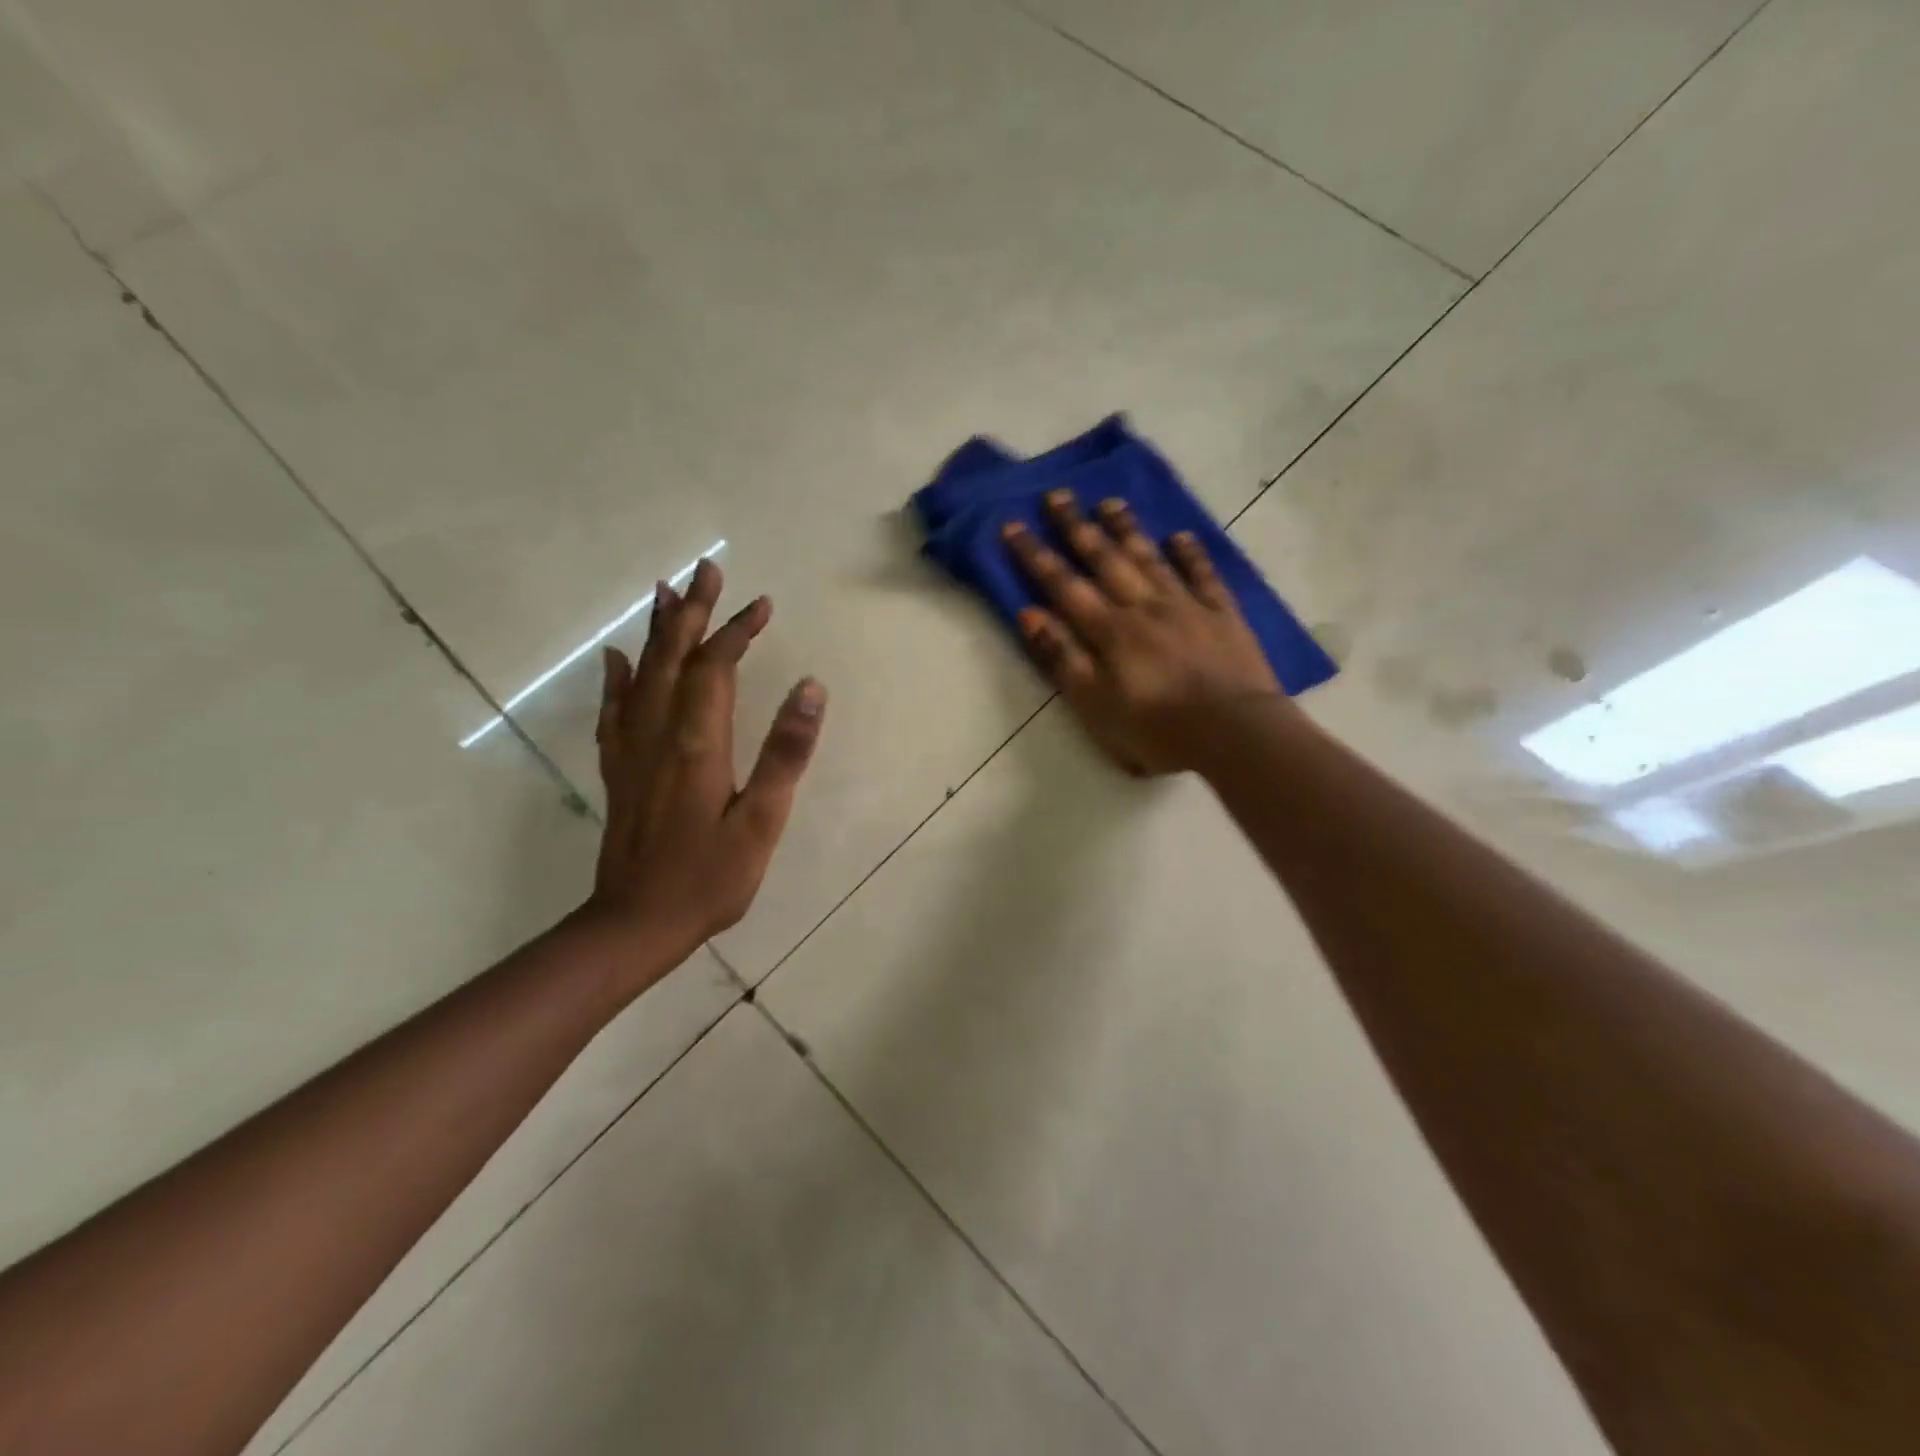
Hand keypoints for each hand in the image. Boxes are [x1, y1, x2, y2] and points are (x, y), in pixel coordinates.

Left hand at [584, 558, 825, 982]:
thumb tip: (809, 688)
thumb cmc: (709, 877)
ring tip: (665, 593)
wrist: (636, 924)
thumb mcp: (762, 821)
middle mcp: (658, 734)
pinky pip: (615, 710)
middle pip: (673, 658)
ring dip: (658, 632)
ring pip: (642, 674)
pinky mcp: (620, 770)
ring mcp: (632, 751)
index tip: (762, 603)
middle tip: (706, 569)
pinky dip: (619, 677)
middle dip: (693, 612)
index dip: (737, 631)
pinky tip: (619, 659)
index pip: (716, 668)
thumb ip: (785, 753)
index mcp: (697, 742)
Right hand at [1004, 490, 1286, 775]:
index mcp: (1109, 630)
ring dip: (1127, 530)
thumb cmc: (1155, 729)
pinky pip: (1204, 575)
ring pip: (1150, 559)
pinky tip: (1180, 536)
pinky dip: (1191, 554)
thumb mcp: (1094, 705)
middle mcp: (1144, 607)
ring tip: (1109, 502)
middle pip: (1105, 560)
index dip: (1036, 556)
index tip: (1013, 525)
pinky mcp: (1223, 615)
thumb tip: (1029, 613)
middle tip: (1058, 495)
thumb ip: (1062, 657)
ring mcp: (1186, 606)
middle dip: (1077, 527)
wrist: (1233, 733)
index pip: (1064, 585)